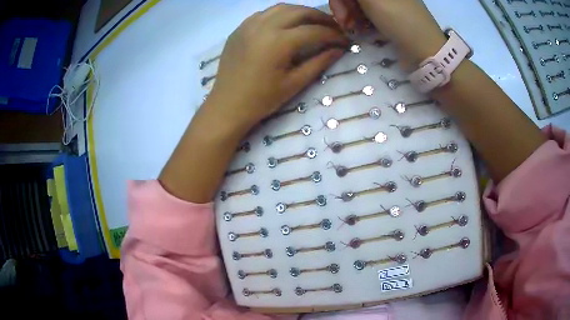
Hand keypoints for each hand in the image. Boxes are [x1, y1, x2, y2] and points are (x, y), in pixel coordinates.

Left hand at [208, 4, 348, 129]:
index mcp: (279, 42)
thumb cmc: (262, 100)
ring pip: (282, 8)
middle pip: (300, 11)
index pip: (315, 31)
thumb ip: (319, 62)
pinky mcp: (240, 28)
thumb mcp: (294, 83)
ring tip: (313, 22)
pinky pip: (264, 13)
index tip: (345, 40)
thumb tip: (339, 49)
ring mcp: (249, 25)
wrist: (227, 105)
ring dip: (301, 12)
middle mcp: (264, 26)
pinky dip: (281, 14)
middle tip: (334, 27)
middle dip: (321, 17)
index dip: (334, 35)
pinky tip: (287, 24)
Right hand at [329, 0, 446, 68]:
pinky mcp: (389, 13)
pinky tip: (362, 29)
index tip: (339, 13)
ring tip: (353, 29)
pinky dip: (360, 19)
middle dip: (344, 6)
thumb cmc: (398, 20)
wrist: (425, 50)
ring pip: (358, 2)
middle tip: (345, 24)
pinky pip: (367, 11)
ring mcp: (388, 1)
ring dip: (350, 14)